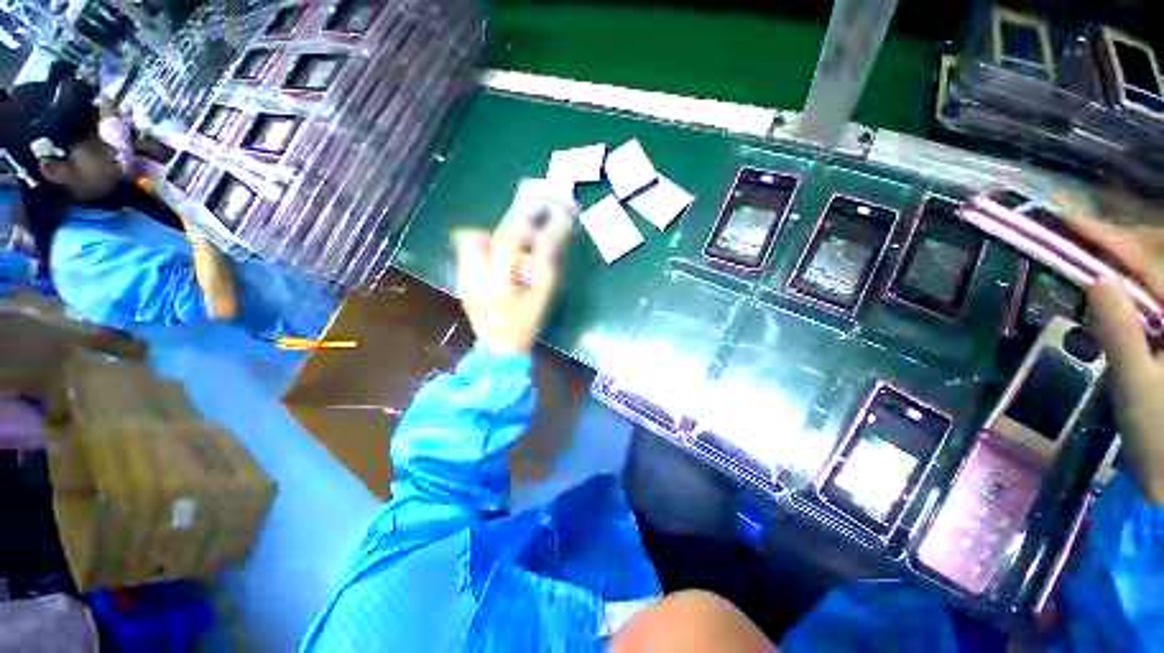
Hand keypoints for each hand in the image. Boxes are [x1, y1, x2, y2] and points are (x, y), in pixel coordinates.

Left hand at [452, 217, 563, 354]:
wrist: (501, 348)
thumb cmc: (525, 323)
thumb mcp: (542, 296)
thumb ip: (545, 264)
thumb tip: (545, 237)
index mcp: (497, 277)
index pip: (505, 239)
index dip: (521, 230)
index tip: (533, 235)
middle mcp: (474, 274)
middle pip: (474, 237)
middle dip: (496, 236)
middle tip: (514, 248)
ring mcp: (464, 280)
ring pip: (466, 246)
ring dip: (487, 246)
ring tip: (505, 261)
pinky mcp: (462, 286)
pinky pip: (467, 260)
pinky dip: (481, 258)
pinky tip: (496, 274)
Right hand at [1065, 212, 1163, 503]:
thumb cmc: (1156, 433)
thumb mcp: (1134, 384)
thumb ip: (1120, 330)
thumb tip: (1097, 279)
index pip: (1149, 267)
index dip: (1111, 241)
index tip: (1071, 223)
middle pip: (1155, 266)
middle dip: (1116, 245)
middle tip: (1071, 233)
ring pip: (1154, 280)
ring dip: (1121, 262)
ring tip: (1085, 251)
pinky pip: (1152, 301)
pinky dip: (1128, 287)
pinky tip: (1110, 286)